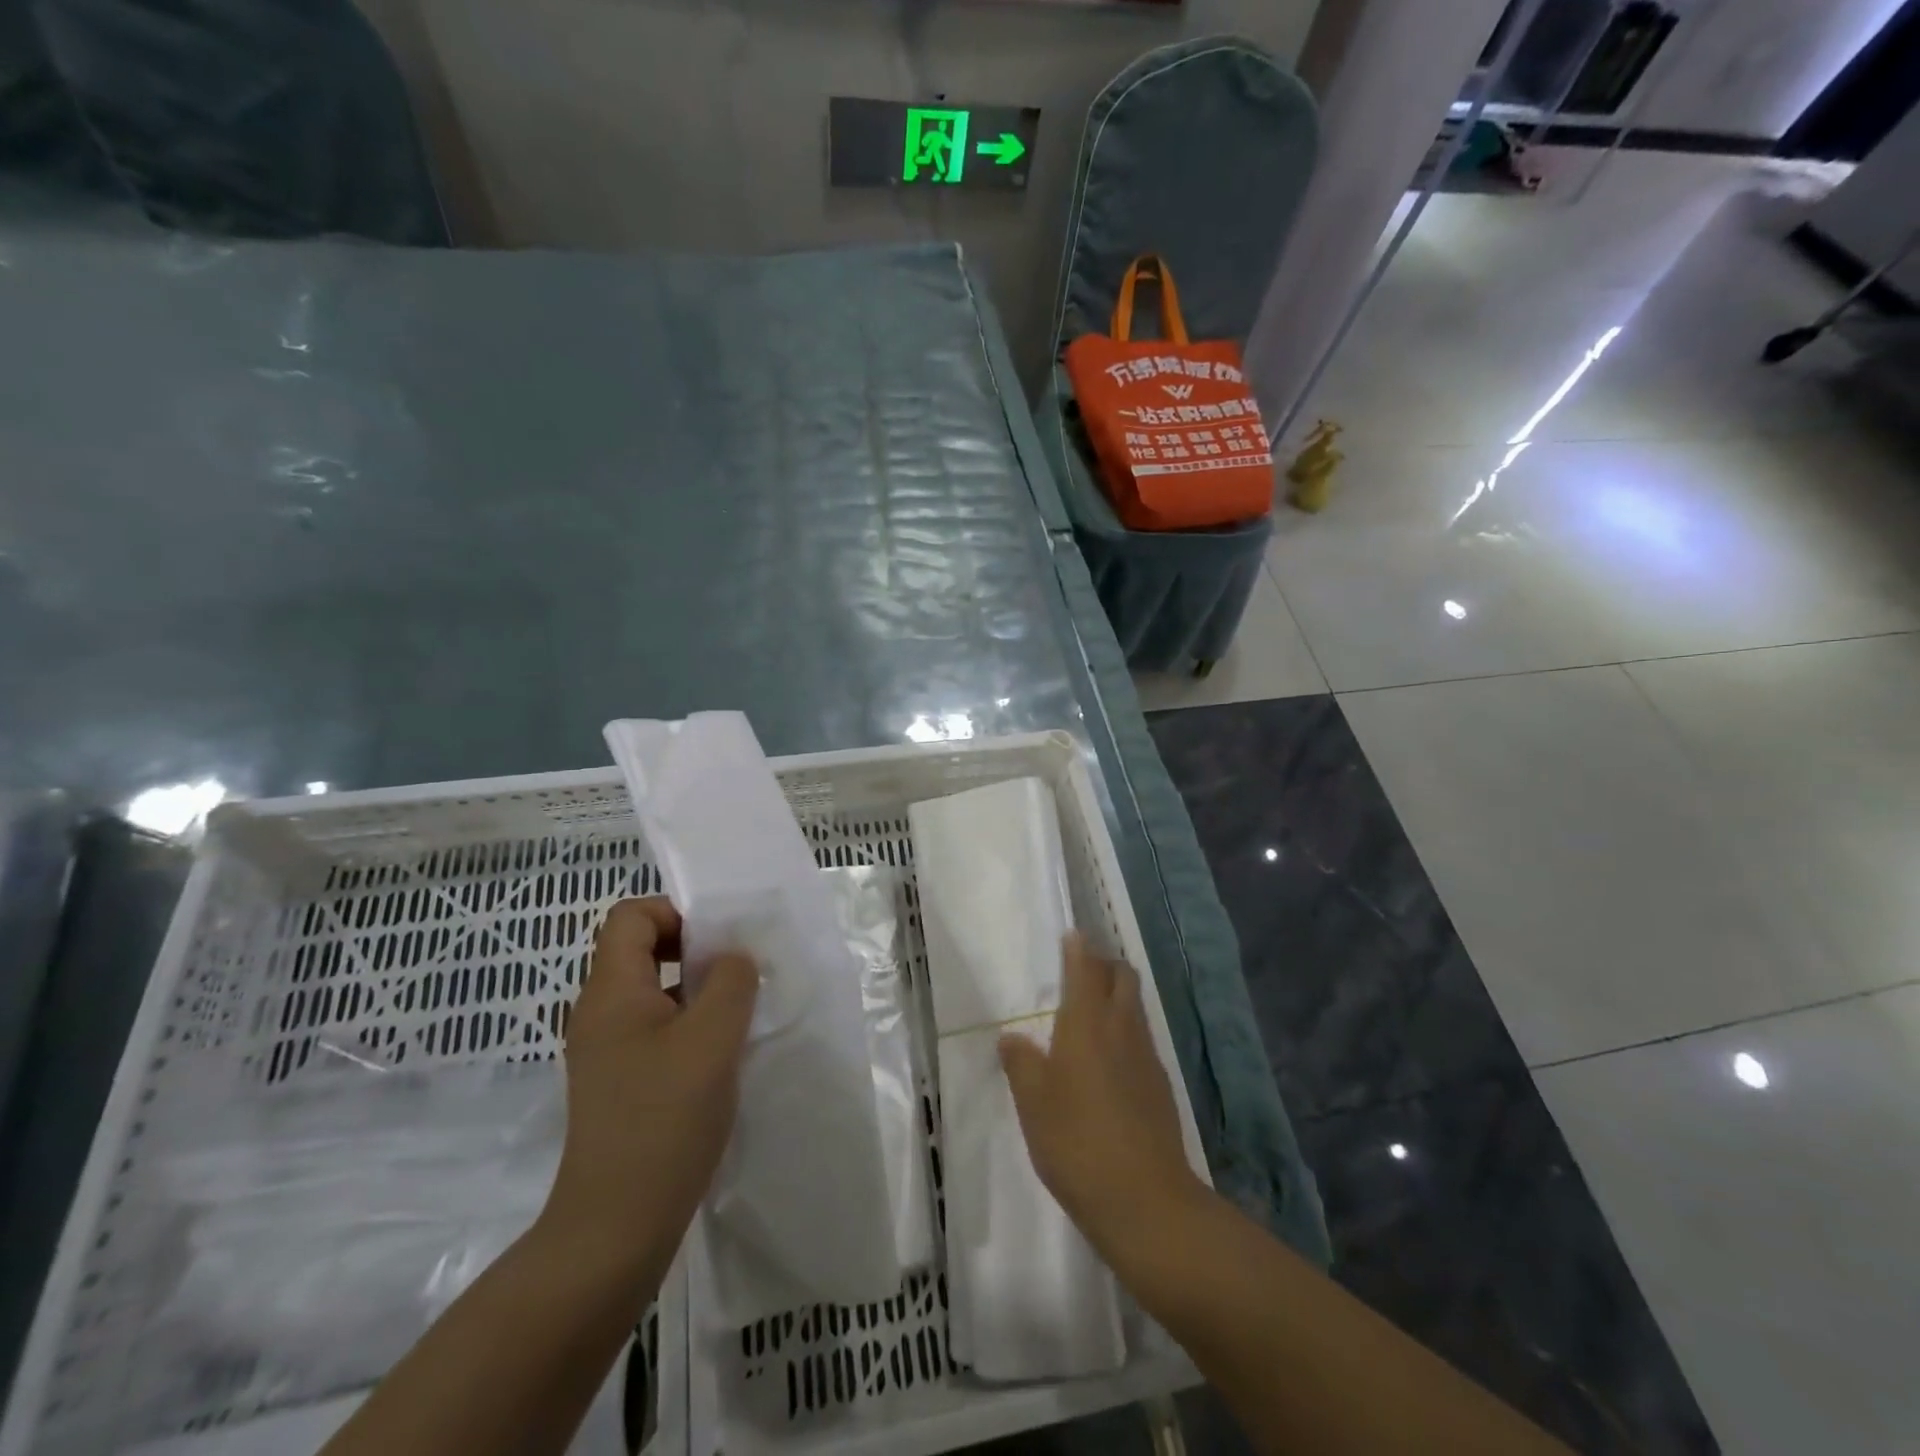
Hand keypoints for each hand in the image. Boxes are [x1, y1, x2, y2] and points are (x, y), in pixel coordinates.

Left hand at [538, 897, 757, 1299]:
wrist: (615, 1229)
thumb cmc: (664, 1120)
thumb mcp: (713, 1038)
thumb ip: (731, 981)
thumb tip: (733, 958)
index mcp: (611, 991)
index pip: (631, 915)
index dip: (676, 912)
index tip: (718, 943)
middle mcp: (600, 1013)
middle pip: (642, 949)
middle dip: (694, 952)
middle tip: (737, 977)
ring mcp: (607, 1051)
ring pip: (654, 992)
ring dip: (697, 992)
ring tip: (738, 1016)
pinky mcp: (620, 1083)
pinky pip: (656, 1029)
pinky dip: (689, 1026)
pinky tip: (721, 1058)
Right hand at [999, 935, 1207, 1261]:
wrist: (1145, 1200)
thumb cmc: (1076, 1142)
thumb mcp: (1033, 1104)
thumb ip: (1020, 1064)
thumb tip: (1012, 1037)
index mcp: (1087, 1023)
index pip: (1086, 969)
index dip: (1078, 949)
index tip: (1072, 936)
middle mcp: (1122, 1029)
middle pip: (1122, 978)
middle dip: (1104, 965)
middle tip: (1081, 971)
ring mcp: (1146, 1057)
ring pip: (1135, 1007)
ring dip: (1117, 996)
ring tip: (1091, 1012)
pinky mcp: (1160, 1086)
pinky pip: (1141, 1039)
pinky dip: (1125, 1031)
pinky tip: (1109, 1061)